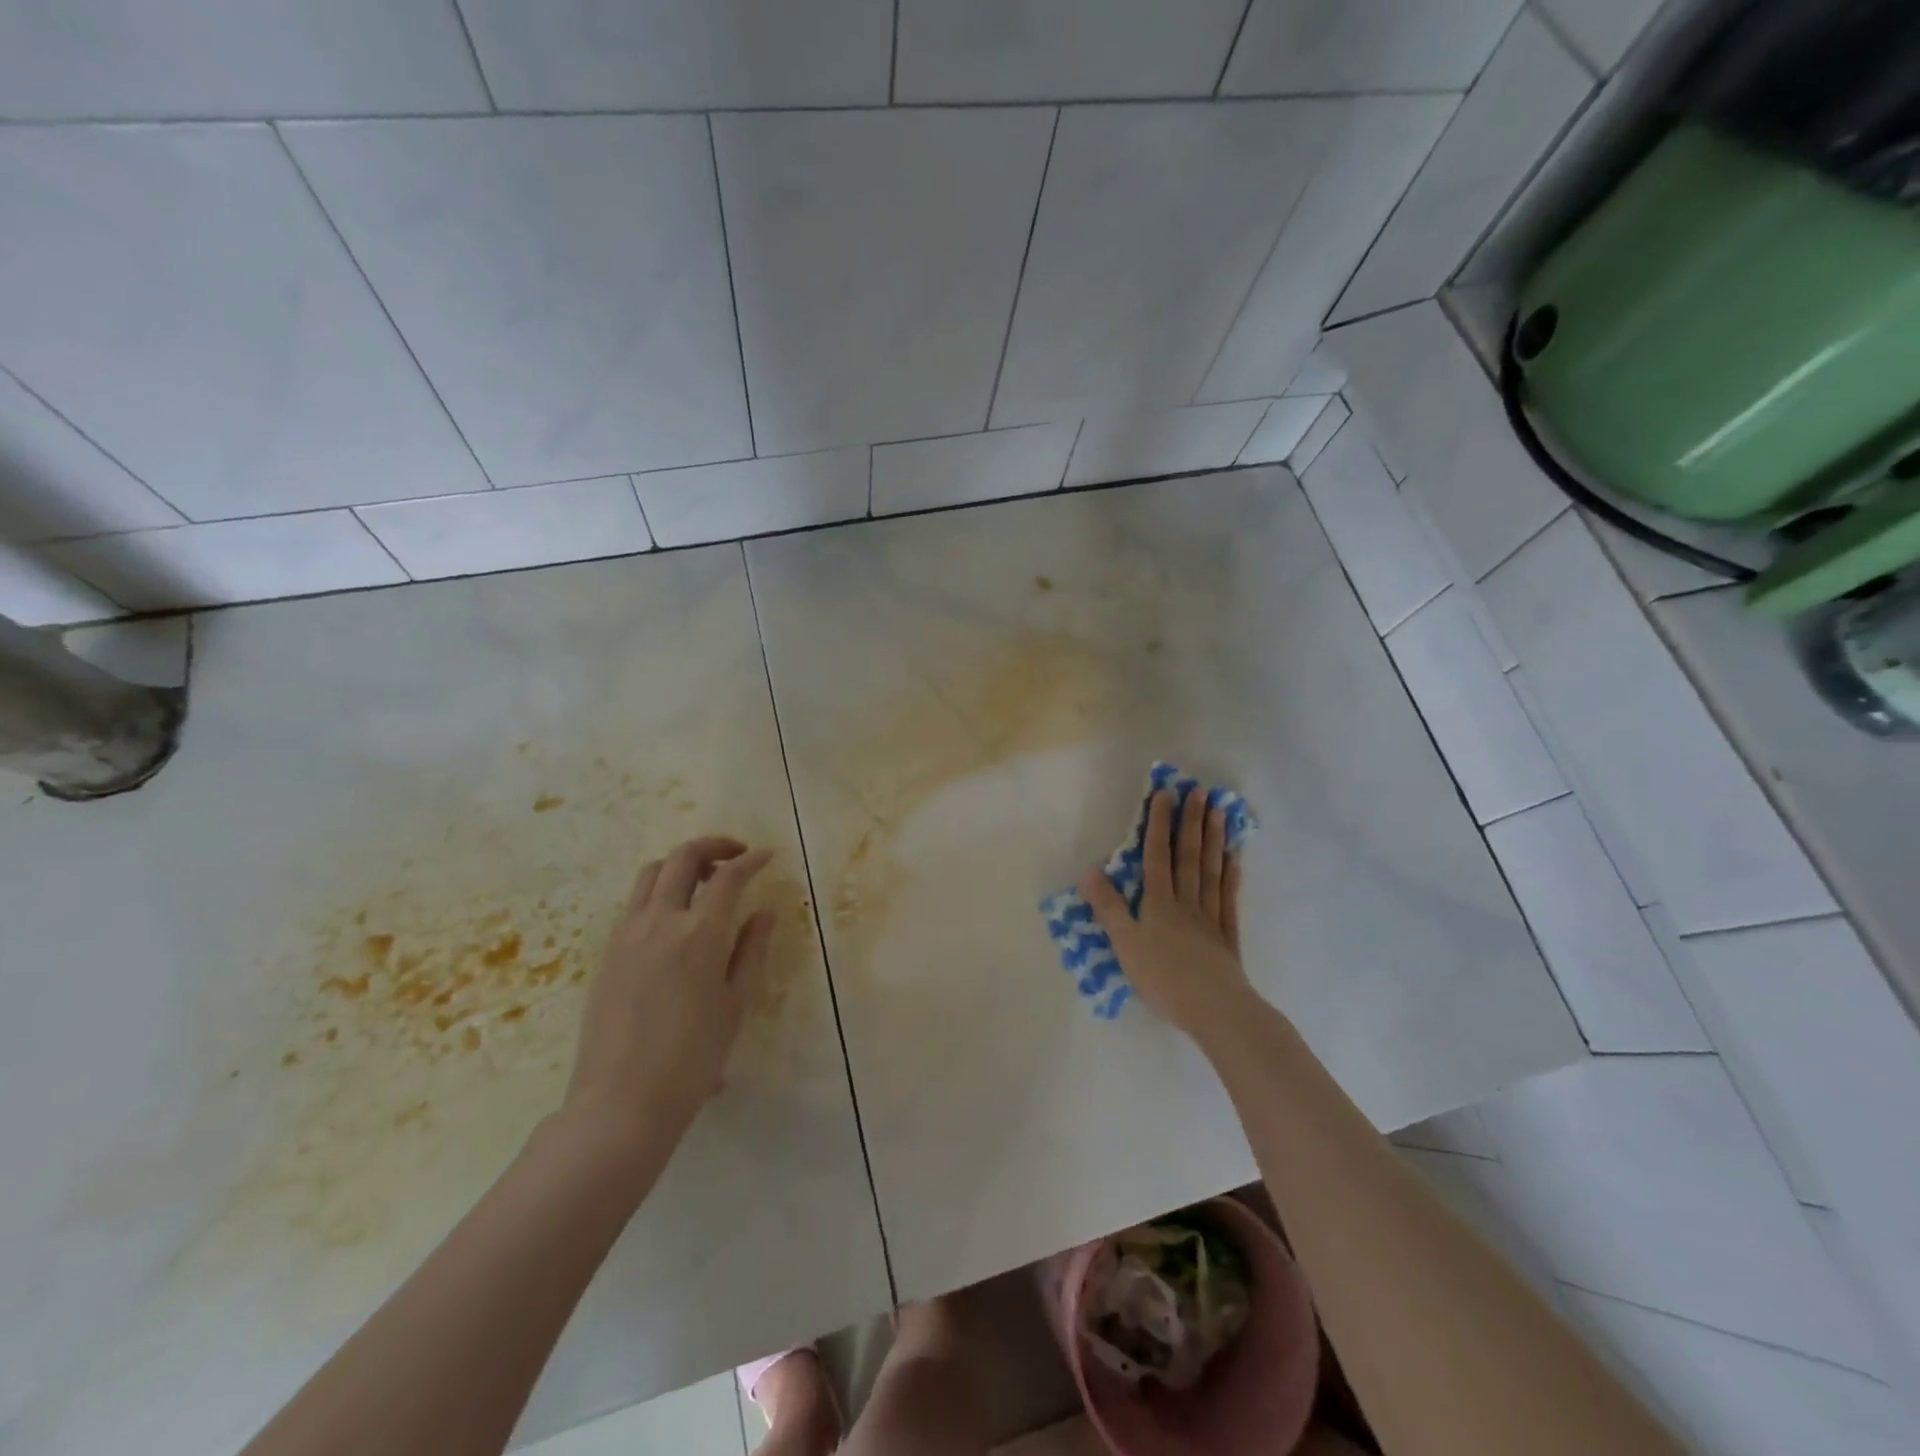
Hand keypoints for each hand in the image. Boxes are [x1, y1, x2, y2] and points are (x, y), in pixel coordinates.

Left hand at [563, 836, 775, 1147]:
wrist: (620, 1104)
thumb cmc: (692, 1059)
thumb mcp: (734, 1004)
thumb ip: (750, 950)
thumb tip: (764, 913)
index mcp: (699, 933)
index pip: (728, 876)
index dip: (751, 860)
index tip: (766, 856)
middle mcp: (660, 921)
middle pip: (683, 858)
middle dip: (714, 846)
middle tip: (736, 855)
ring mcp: (627, 933)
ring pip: (651, 873)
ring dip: (681, 864)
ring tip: (703, 881)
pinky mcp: (608, 951)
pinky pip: (634, 902)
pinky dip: (658, 891)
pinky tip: (674, 918)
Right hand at [1079, 787, 1253, 1041]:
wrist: (1215, 1009)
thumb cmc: (1163, 977)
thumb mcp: (1125, 943)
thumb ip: (1108, 906)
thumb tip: (1088, 870)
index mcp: (1159, 903)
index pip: (1157, 855)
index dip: (1158, 824)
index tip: (1165, 794)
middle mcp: (1186, 902)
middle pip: (1189, 857)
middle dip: (1192, 823)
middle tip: (1200, 792)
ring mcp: (1210, 917)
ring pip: (1211, 871)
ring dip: (1215, 840)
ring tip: (1220, 813)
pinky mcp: (1227, 937)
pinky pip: (1229, 898)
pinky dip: (1231, 876)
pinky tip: (1235, 859)